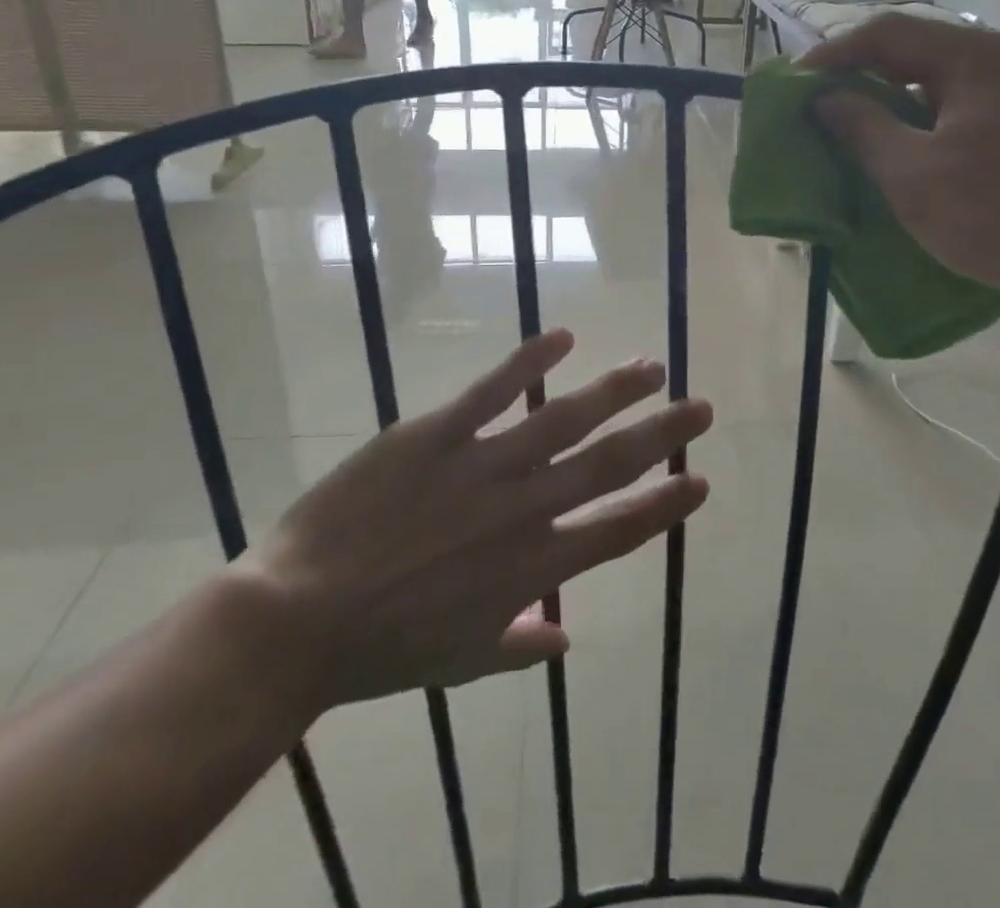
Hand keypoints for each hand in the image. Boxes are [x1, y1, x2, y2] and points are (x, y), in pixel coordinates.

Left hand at [240, 330, 710, 709]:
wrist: (298, 619)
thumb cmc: (382, 648)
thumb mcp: (460, 663)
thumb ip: (520, 647)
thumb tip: (567, 635)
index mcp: (531, 567)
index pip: (618, 529)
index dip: (664, 504)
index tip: (700, 481)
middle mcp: (522, 511)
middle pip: (607, 464)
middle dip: (661, 436)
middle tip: (700, 408)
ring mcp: (481, 466)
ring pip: (563, 419)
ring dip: (614, 391)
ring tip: (650, 366)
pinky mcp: (435, 434)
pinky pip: (492, 391)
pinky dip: (529, 362)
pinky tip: (563, 337)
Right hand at [802, 13, 999, 303]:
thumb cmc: (995, 215)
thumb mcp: (911, 174)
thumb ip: (862, 127)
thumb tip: (827, 99)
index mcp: (976, 58)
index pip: (889, 32)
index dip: (836, 53)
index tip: (800, 81)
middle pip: (923, 47)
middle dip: (868, 70)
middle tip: (829, 97)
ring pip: (951, 74)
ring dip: (902, 92)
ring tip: (867, 119)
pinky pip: (976, 98)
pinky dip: (936, 110)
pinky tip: (921, 140)